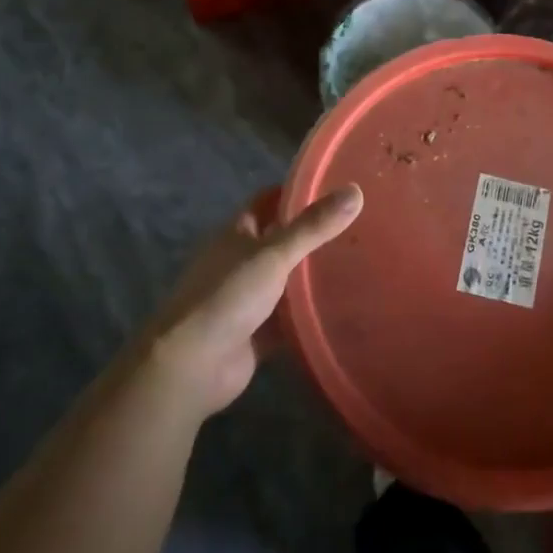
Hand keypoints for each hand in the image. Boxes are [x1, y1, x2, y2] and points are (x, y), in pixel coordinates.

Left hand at [152, 184, 362, 419]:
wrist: (191, 366)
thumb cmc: (227, 297)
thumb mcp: (274, 254)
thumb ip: (314, 226)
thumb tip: (356, 190)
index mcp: (237, 234)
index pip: (268, 201)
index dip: (296, 192)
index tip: (335, 187)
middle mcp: (241, 262)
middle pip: (281, 240)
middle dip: (314, 233)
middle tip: (359, 224)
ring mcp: (248, 299)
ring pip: (288, 280)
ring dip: (314, 274)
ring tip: (361, 261)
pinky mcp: (258, 333)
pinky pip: (290, 318)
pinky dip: (311, 314)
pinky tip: (345, 307)